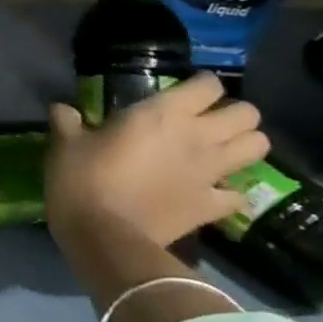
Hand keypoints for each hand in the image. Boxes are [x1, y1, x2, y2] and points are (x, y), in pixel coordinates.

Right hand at [46, 73, 269, 251]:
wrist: (105, 236)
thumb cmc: (83, 180)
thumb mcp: (65, 144)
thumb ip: (67, 121)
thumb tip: (63, 108)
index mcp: (162, 114)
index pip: (207, 85)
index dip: (200, 86)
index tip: (181, 93)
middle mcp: (198, 137)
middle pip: (248, 114)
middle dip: (232, 114)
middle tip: (205, 121)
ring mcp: (211, 173)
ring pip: (258, 147)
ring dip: (243, 145)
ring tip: (217, 150)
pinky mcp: (213, 206)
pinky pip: (238, 193)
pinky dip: (229, 191)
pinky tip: (209, 192)